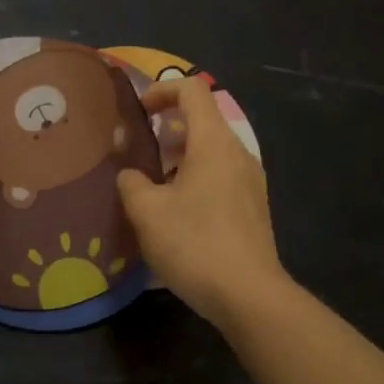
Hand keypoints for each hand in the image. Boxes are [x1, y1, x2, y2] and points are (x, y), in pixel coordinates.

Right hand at [118, 77, 286, 326]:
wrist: (248, 295)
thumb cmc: (194, 243)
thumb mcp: (146, 211)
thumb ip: (131, 182)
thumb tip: (131, 174)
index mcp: (213, 142)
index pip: (191, 89)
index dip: (161, 90)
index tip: (138, 114)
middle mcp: (237, 153)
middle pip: (202, 120)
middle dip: (166, 128)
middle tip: (137, 152)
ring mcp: (250, 181)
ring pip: (211, 151)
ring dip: (179, 157)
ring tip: (151, 184)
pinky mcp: (252, 207)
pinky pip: (220, 176)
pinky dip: (195, 178)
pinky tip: (175, 212)